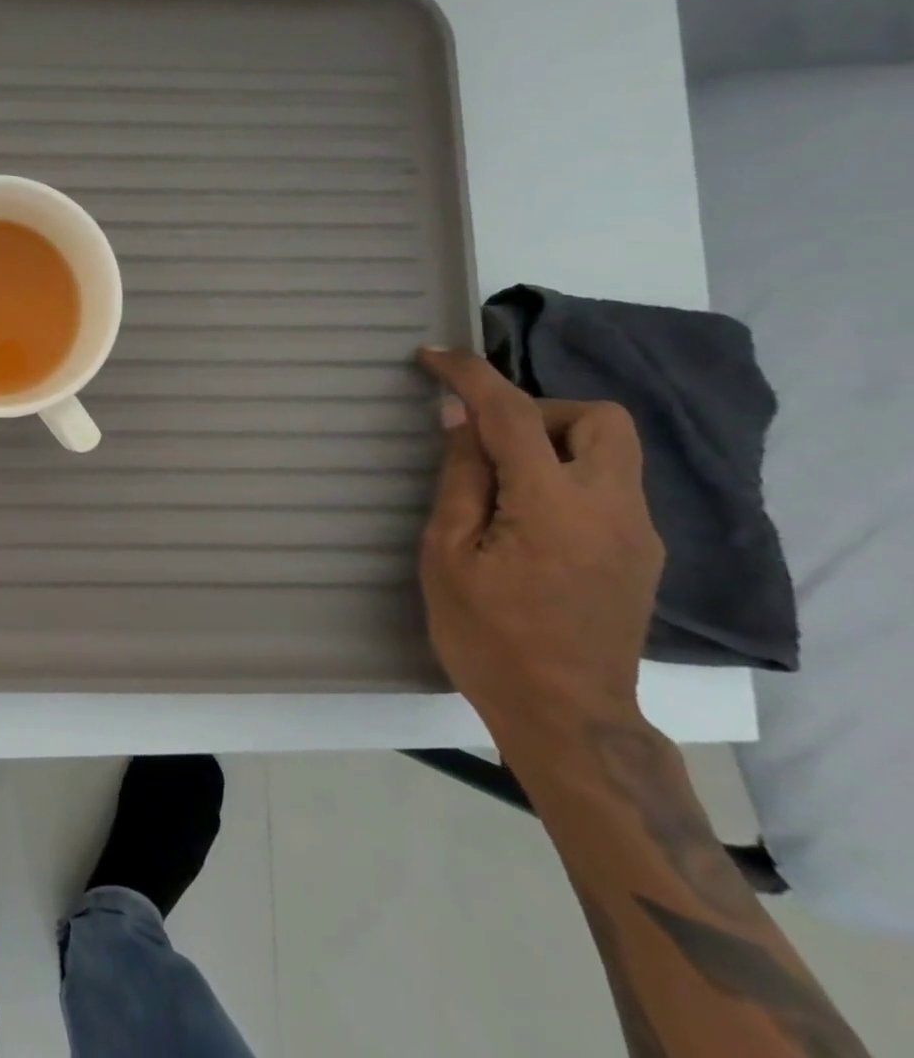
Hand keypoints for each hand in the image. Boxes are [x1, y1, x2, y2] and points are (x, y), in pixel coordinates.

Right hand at [416, 347, 665, 746]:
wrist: (566, 717)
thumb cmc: (488, 637)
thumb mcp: (447, 554)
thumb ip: (461, 478)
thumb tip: (458, 417)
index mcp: (555, 507)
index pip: (515, 413)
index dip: (471, 375)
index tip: (433, 356)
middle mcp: (614, 508)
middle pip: (600, 417)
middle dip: (538, 410)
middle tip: (488, 442)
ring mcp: (638, 532)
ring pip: (611, 449)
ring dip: (553, 442)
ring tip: (500, 482)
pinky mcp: (642, 553)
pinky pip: (608, 484)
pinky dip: (566, 474)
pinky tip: (526, 517)